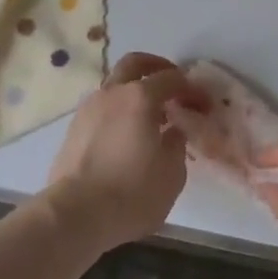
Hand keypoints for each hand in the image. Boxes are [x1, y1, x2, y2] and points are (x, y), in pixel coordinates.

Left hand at [45, 52, 207, 255]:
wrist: (75, 215)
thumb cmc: (131, 194)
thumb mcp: (171, 174)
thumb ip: (177, 144)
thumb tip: (173, 130)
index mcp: (141, 97)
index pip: (172, 79)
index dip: (191, 88)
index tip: (202, 104)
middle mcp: (113, 92)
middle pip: (135, 63)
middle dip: (156, 66)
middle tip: (171, 82)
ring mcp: (90, 107)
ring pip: (115, 84)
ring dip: (133, 89)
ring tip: (147, 113)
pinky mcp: (74, 127)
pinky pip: (102, 106)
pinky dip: (117, 109)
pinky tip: (124, 132)